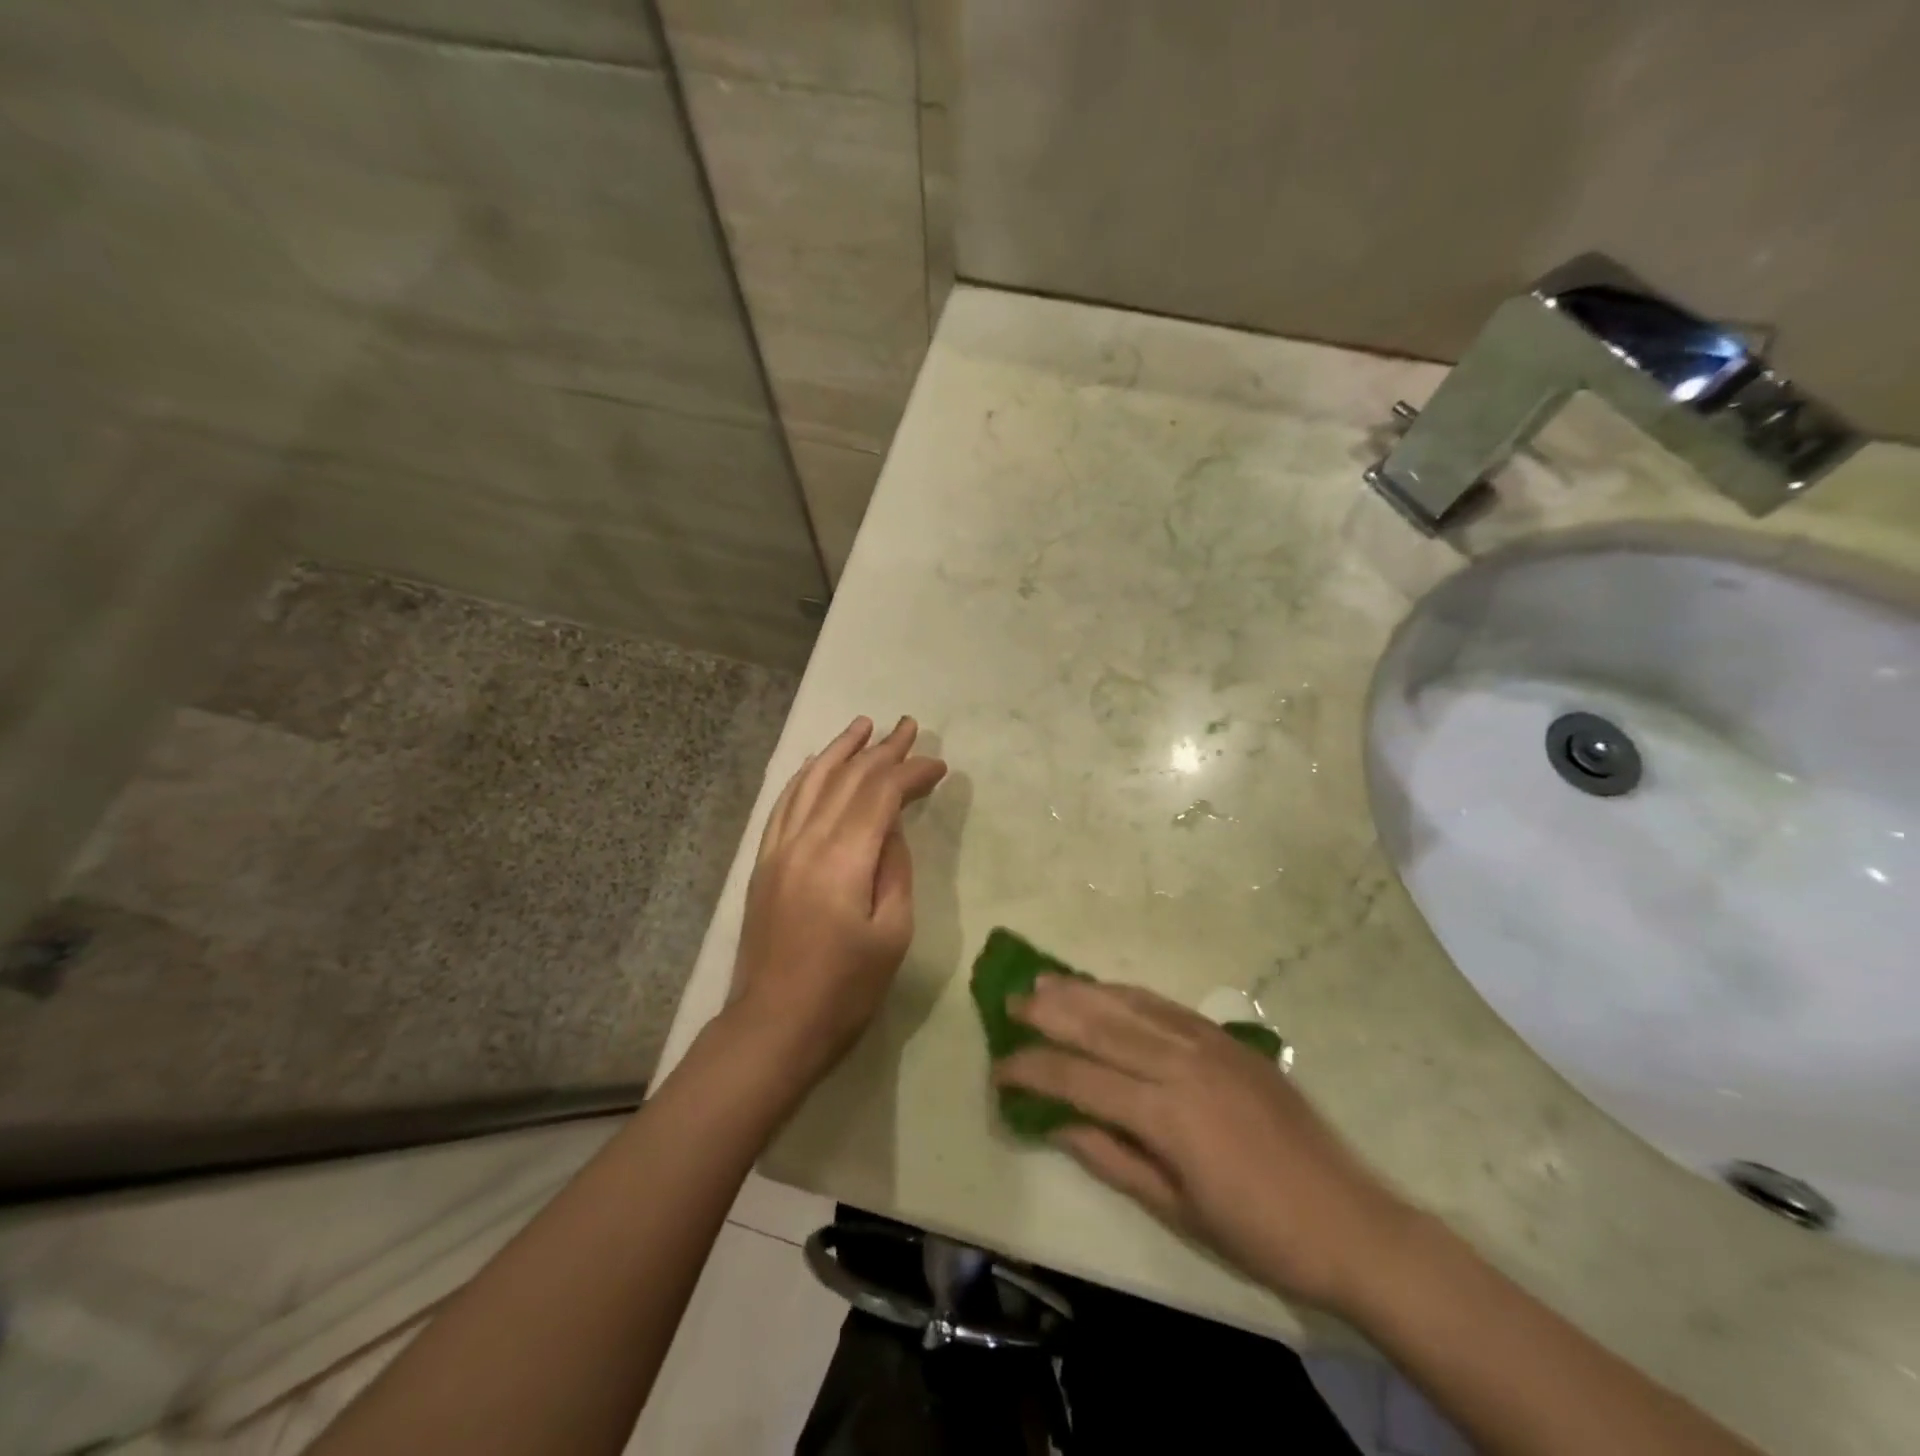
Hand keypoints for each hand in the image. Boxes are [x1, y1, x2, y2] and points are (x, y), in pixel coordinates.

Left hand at [729, 716, 946, 1087]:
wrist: (773, 1028)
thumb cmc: (844, 991)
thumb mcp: (892, 935)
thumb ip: (895, 870)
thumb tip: (892, 828)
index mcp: (842, 859)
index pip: (880, 794)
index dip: (911, 773)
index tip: (939, 766)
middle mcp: (805, 841)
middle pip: (847, 779)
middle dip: (882, 751)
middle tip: (909, 727)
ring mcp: (778, 850)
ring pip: (811, 783)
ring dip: (840, 751)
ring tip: (864, 726)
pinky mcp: (764, 864)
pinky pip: (784, 805)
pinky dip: (804, 777)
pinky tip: (816, 764)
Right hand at [996, 978, 1413, 1314]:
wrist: (1351, 1222)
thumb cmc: (1259, 1233)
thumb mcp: (1177, 1210)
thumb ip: (1111, 1158)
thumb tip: (1056, 1123)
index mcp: (1166, 1114)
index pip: (1080, 1078)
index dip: (1033, 1070)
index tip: (999, 1067)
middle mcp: (1181, 1064)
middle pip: (1100, 1026)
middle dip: (1048, 1012)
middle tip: (1009, 1002)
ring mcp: (1208, 1044)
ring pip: (1130, 1005)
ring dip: (1082, 991)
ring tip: (1043, 981)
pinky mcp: (1228, 1039)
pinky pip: (1165, 1005)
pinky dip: (1127, 993)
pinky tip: (1106, 990)